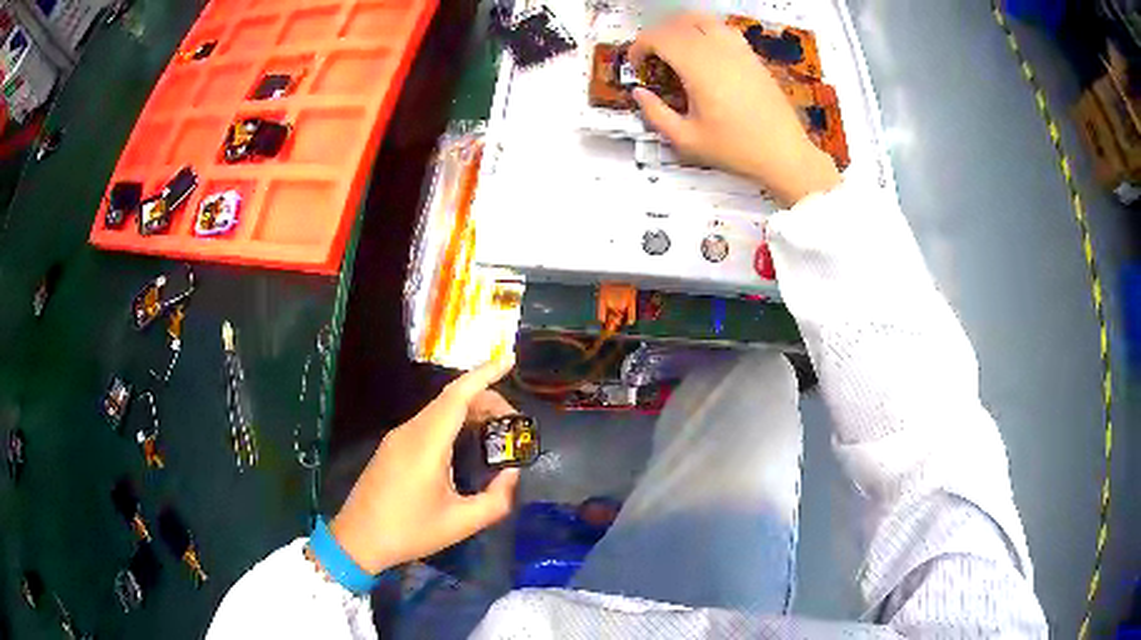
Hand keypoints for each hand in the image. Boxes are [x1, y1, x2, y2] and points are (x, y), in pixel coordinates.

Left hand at [329, 356, 521, 574]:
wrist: (358, 540)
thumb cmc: (409, 532)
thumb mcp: (461, 523)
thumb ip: (496, 500)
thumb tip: (510, 474)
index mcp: (426, 444)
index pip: (457, 396)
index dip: (484, 374)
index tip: (508, 359)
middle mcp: (410, 431)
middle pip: (451, 399)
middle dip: (485, 399)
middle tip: (513, 422)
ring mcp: (397, 438)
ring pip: (438, 410)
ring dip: (469, 411)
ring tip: (495, 431)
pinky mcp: (392, 447)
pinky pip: (427, 422)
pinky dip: (453, 421)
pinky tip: (465, 442)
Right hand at [629, 13, 840, 205]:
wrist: (784, 154)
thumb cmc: (736, 149)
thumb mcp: (687, 140)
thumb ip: (656, 114)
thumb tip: (640, 93)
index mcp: (698, 68)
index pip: (659, 37)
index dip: (639, 46)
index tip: (636, 65)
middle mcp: (717, 50)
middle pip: (677, 24)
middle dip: (656, 36)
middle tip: (651, 58)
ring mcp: (738, 49)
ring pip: (701, 19)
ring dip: (680, 26)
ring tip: (675, 48)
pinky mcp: (752, 55)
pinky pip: (723, 28)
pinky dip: (705, 30)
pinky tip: (704, 51)